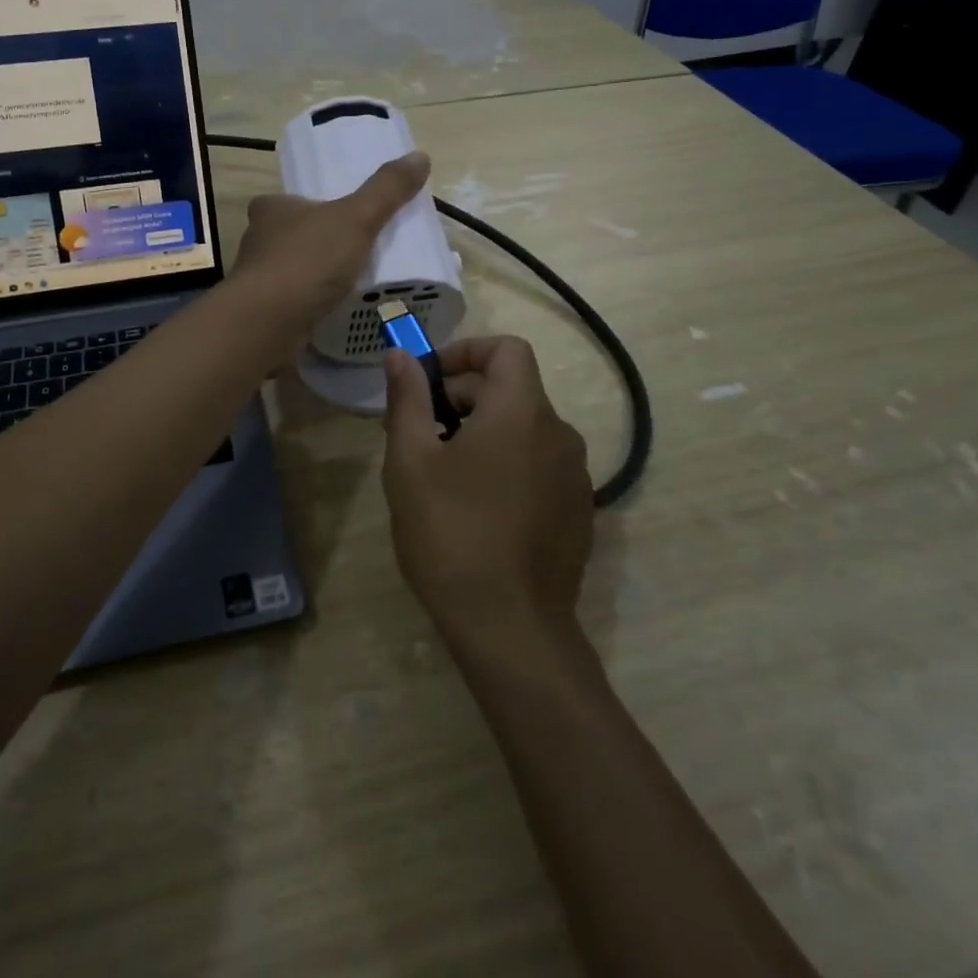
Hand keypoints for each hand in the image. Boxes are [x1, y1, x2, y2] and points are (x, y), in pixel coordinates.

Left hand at [230, 151, 430, 339]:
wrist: (268, 323)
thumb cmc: (307, 260)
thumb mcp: (356, 218)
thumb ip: (386, 190)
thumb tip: (420, 156)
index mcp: (271, 210)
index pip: (290, 200)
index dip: (313, 205)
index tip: (342, 217)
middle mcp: (257, 241)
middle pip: (292, 236)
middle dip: (319, 243)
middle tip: (356, 251)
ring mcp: (257, 281)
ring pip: (292, 271)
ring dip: (316, 277)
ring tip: (353, 284)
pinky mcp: (263, 314)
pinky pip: (293, 304)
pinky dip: (312, 306)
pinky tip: (336, 313)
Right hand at [382, 337, 593, 649]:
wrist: (511, 629)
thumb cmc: (451, 533)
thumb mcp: (411, 461)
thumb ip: (407, 398)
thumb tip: (400, 355)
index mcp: (521, 411)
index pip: (507, 349)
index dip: (465, 351)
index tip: (428, 380)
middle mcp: (559, 433)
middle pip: (509, 390)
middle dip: (460, 399)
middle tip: (416, 435)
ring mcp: (574, 475)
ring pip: (522, 430)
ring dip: (480, 433)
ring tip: (440, 475)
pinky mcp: (577, 511)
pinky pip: (537, 466)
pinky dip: (506, 465)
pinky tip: (475, 508)